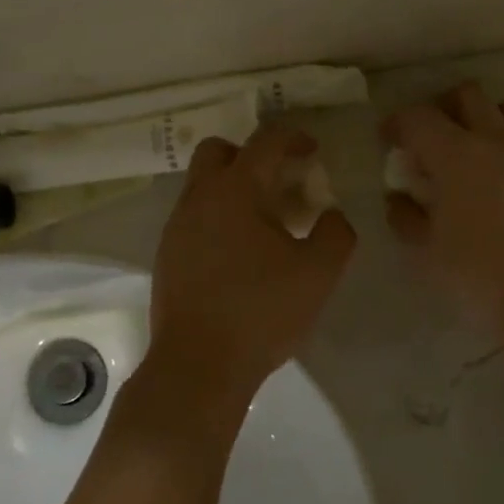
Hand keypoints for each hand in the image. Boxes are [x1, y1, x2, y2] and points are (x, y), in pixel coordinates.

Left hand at [145, 127, 355, 413]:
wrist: (198, 365)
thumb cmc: (261, 313)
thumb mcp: (318, 273)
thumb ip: (336, 233)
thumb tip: (332, 214)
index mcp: (235, 190)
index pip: (265, 141)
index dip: (294, 137)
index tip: (313, 151)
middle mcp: (199, 198)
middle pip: (219, 150)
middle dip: (251, 155)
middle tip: (280, 182)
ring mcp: (177, 226)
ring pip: (203, 186)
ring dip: (234, 189)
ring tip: (266, 225)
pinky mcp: (167, 254)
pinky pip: (194, 217)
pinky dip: (218, 218)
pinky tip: (241, 255)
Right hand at [383, 82, 503, 332]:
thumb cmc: (475, 272)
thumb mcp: (423, 251)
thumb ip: (405, 217)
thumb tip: (398, 198)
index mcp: (453, 155)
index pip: (417, 118)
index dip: (397, 124)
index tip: (388, 140)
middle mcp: (492, 139)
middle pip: (466, 95)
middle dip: (442, 108)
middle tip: (431, 137)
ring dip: (485, 116)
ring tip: (473, 145)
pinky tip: (503, 169)